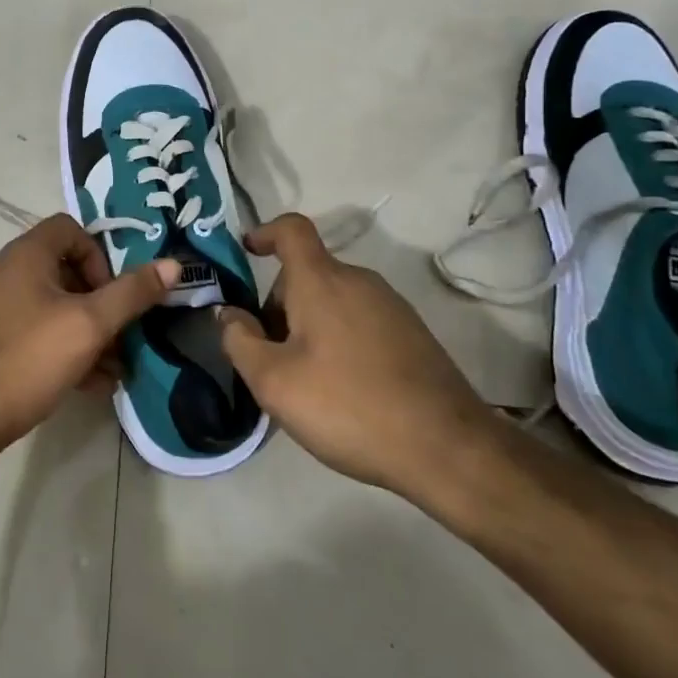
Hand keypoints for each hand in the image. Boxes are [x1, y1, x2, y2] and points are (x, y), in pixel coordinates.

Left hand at [0, 214, 179, 462]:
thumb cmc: (27, 359)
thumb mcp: (89, 325)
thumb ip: (132, 293)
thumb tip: (172, 264)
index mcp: (25, 254)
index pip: (71, 229)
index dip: (100, 256)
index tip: (112, 295)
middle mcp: (5, 271)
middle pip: (64, 270)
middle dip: (100, 304)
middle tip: (120, 338)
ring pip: (51, 307)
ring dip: (86, 332)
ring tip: (112, 370)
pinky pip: (33, 330)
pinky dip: (62, 348)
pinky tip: (87, 385)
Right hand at [218, 213, 505, 507]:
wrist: (447, 448)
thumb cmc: (348, 406)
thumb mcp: (274, 382)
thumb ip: (240, 341)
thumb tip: (229, 314)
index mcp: (322, 280)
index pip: (291, 229)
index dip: (264, 232)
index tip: (247, 252)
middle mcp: (359, 280)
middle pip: (308, 273)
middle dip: (280, 305)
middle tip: (269, 356)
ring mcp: (392, 306)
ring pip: (334, 299)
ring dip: (309, 326)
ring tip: (304, 381)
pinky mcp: (413, 334)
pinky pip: (360, 320)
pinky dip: (339, 339)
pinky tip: (343, 390)